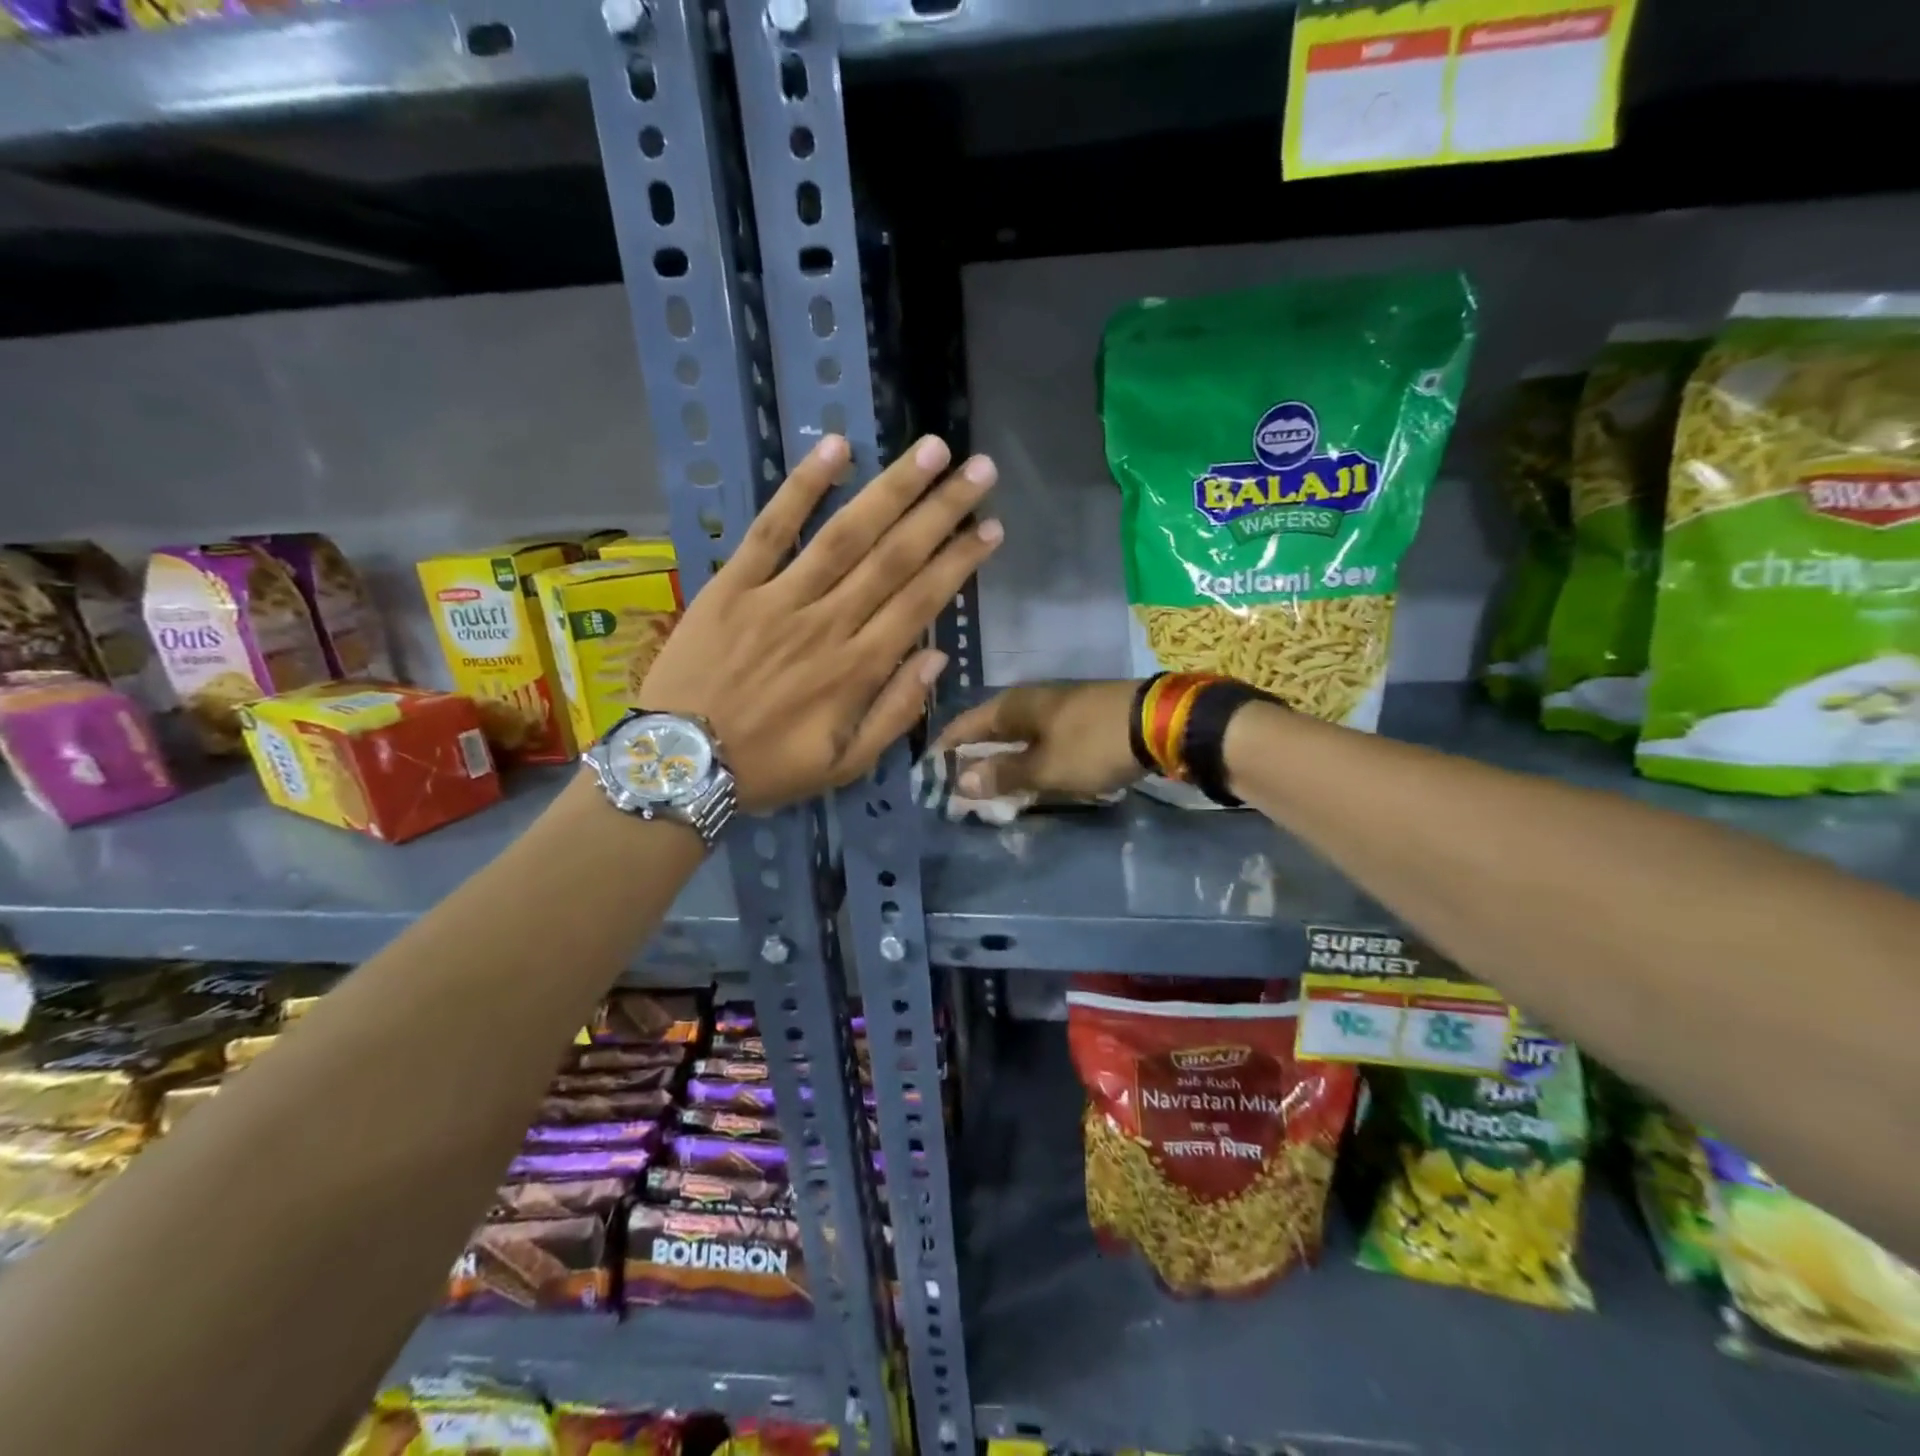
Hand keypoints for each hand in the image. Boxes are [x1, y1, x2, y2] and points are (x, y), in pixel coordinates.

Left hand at [638, 433, 1001, 811]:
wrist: (678, 764)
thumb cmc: (768, 769)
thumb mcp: (845, 765)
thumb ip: (895, 713)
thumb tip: (937, 658)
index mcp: (857, 669)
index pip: (921, 602)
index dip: (960, 562)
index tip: (991, 528)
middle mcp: (828, 624)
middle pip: (894, 557)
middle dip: (942, 511)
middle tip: (980, 470)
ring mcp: (778, 599)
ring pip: (845, 535)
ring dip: (892, 489)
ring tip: (931, 450)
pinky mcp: (732, 585)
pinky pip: (769, 528)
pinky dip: (802, 487)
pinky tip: (836, 448)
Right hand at [933, 681, 1141, 799]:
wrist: (1159, 723)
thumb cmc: (1093, 745)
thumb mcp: (1045, 767)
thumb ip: (1003, 774)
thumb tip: (960, 780)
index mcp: (1013, 705)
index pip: (965, 726)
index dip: (946, 749)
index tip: (930, 775)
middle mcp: (1030, 700)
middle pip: (989, 730)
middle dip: (974, 759)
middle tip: (960, 790)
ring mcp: (1057, 706)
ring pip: (1017, 736)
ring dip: (1003, 761)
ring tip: (991, 791)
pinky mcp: (1080, 717)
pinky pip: (1040, 739)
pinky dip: (1029, 759)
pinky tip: (1031, 777)